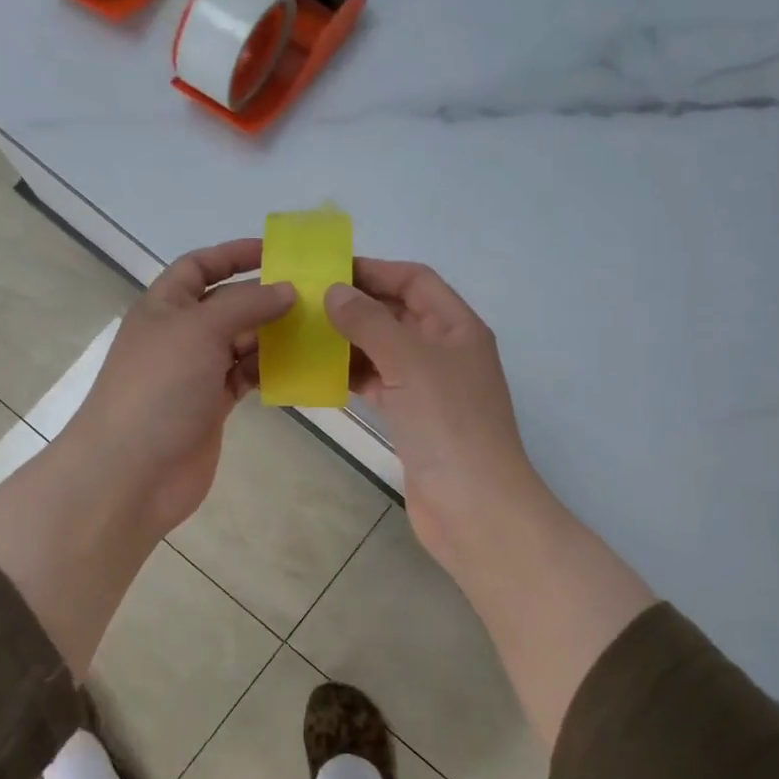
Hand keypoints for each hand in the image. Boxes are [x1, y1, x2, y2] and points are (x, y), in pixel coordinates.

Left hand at [61, 238, 295, 538]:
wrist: (131, 472)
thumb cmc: (159, 388)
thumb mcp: (199, 330)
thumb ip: (245, 304)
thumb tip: (286, 290)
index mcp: (164, 306)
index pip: (199, 265)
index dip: (234, 254)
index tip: (279, 253)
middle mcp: (179, 335)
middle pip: (227, 304)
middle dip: (265, 297)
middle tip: (314, 296)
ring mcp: (194, 373)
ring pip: (241, 342)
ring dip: (273, 335)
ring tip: (317, 330)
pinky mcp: (210, 406)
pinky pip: (245, 377)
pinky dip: (269, 371)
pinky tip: (299, 368)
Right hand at [325, 260, 543, 569]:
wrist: (474, 508)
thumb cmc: (448, 426)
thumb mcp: (410, 362)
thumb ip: (370, 323)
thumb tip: (335, 291)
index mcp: (457, 327)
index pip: (415, 281)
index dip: (375, 270)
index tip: (328, 270)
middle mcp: (446, 351)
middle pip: (398, 313)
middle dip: (356, 306)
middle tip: (305, 303)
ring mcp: (430, 388)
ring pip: (385, 350)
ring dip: (350, 342)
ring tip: (304, 336)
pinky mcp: (413, 419)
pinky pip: (379, 384)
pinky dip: (353, 377)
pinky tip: (320, 375)